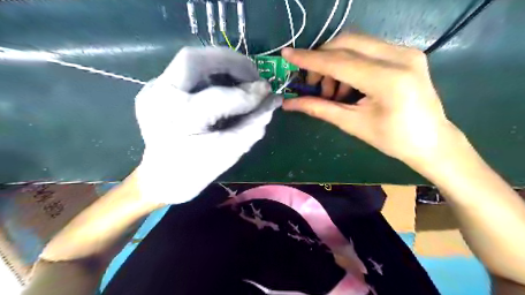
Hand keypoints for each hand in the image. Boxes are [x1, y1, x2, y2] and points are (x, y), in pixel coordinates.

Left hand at [136, 49, 282, 204]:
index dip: (248, 93)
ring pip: (190, 61)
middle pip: (194, 59)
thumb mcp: (230, 152)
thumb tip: (272, 101)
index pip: (219, 98)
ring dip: (221, 65)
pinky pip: (187, 72)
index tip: (268, 92)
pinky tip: (222, 87)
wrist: (162, 178)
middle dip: (231, 62)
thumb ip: (254, 124)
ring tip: (241, 80)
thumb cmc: (197, 170)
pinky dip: (210, 74)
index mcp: (179, 122)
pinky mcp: (154, 90)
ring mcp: (153, 91)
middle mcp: (160, 99)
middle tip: (253, 75)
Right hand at [281, 33, 457, 167]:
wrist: (431, 140)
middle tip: (313, 84)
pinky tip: (348, 85)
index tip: (287, 55)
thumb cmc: (392, 139)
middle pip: (346, 43)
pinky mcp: (406, 53)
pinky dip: (349, 63)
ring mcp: (406, 51)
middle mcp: (399, 57)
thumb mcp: (352, 124)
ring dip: (335, 62)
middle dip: (321, 60)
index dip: (309, 59)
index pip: (339, 62)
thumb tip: (289, 103)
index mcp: (387, 80)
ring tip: (333, 91)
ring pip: (356, 43)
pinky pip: (367, 49)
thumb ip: (319, 109)